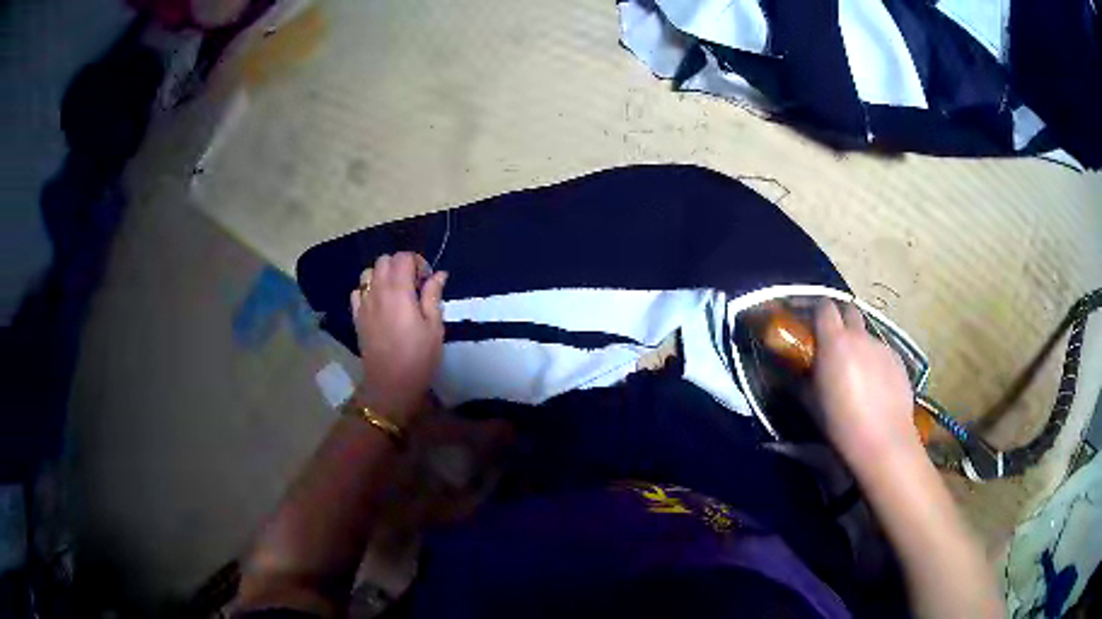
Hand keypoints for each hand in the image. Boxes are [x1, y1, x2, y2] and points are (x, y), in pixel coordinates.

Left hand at [350, 252, 447, 424]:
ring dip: (383, 275)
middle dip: (400, 265)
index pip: (403, 257)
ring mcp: (364, 303)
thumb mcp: (434, 327)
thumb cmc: (418, 357)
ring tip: (395, 293)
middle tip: (414, 285)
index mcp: (399, 291)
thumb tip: (438, 274)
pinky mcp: (356, 316)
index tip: (427, 280)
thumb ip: (433, 296)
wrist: (391, 385)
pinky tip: (379, 304)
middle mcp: (378, 291)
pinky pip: (358, 291)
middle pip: (384, 260)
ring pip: (368, 273)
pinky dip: (368, 290)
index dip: (418, 262)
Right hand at [812, 301, 918, 464]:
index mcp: (835, 342)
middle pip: (850, 310)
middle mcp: (860, 336)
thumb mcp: (812, 404)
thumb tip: (793, 372)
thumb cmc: (841, 424)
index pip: (825, 307)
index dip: (817, 312)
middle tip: (834, 343)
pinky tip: (876, 386)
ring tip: (857, 372)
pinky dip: (875, 361)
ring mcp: (883, 347)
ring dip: (859, 344)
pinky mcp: (899, 361)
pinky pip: (883, 352)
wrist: (884, 442)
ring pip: (867, 335)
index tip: (812, 325)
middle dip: (841, 320)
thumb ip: (801, 380)